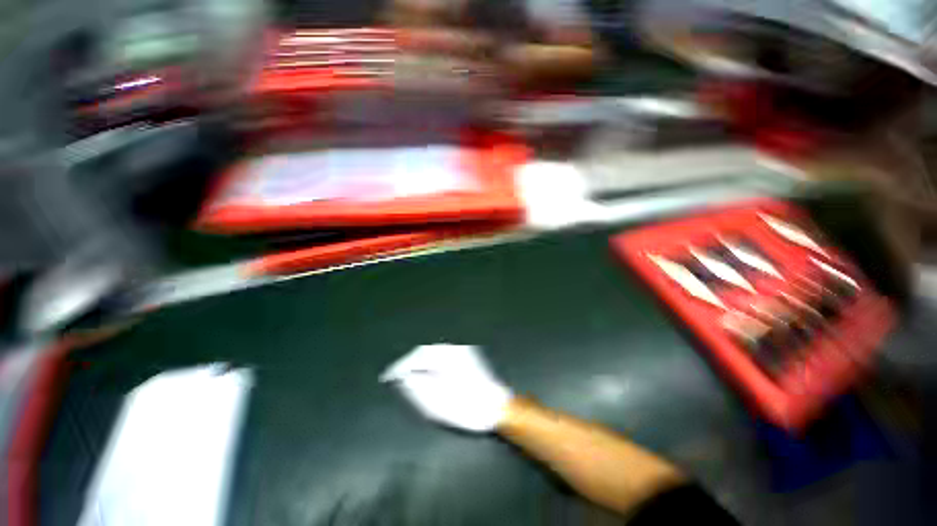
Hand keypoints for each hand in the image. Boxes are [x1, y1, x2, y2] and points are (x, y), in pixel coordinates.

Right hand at [380, 344, 512, 431]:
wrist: (497, 407)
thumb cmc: (467, 409)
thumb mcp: (437, 404)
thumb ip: (417, 389)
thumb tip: (403, 377)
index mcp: (447, 359)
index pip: (417, 357)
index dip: (400, 366)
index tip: (388, 376)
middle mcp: (454, 349)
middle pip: (425, 351)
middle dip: (409, 362)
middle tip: (397, 376)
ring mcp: (462, 351)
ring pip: (434, 351)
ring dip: (420, 361)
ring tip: (409, 375)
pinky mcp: (467, 356)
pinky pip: (443, 354)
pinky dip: (431, 361)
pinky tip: (427, 371)